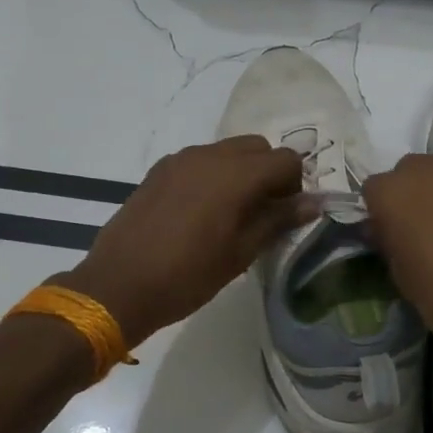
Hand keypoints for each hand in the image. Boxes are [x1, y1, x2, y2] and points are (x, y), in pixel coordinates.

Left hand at [56, 136, 309, 348]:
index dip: (294, 185)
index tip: (284, 215)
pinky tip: (199, 213)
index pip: (286, 159)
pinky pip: (199, 160)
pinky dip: (212, 175)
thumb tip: (313, 203)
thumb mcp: (241, 253)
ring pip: (227, 151)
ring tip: (230, 214)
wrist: (119, 285)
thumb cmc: (188, 276)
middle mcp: (210, 155)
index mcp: (236, 175)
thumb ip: (278, 220)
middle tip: (262, 212)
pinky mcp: (159, 170)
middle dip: (269, 173)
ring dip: (240, 172)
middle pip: (258, 147)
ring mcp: (180, 159)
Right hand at [363, 153, 432, 391]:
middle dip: (409, 195)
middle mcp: (429, 171)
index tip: (387, 238)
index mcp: (394, 192)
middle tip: (417, 231)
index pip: (373, 191)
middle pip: (409, 172)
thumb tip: (387, 230)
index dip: (379, 214)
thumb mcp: (402, 276)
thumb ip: (389, 243)